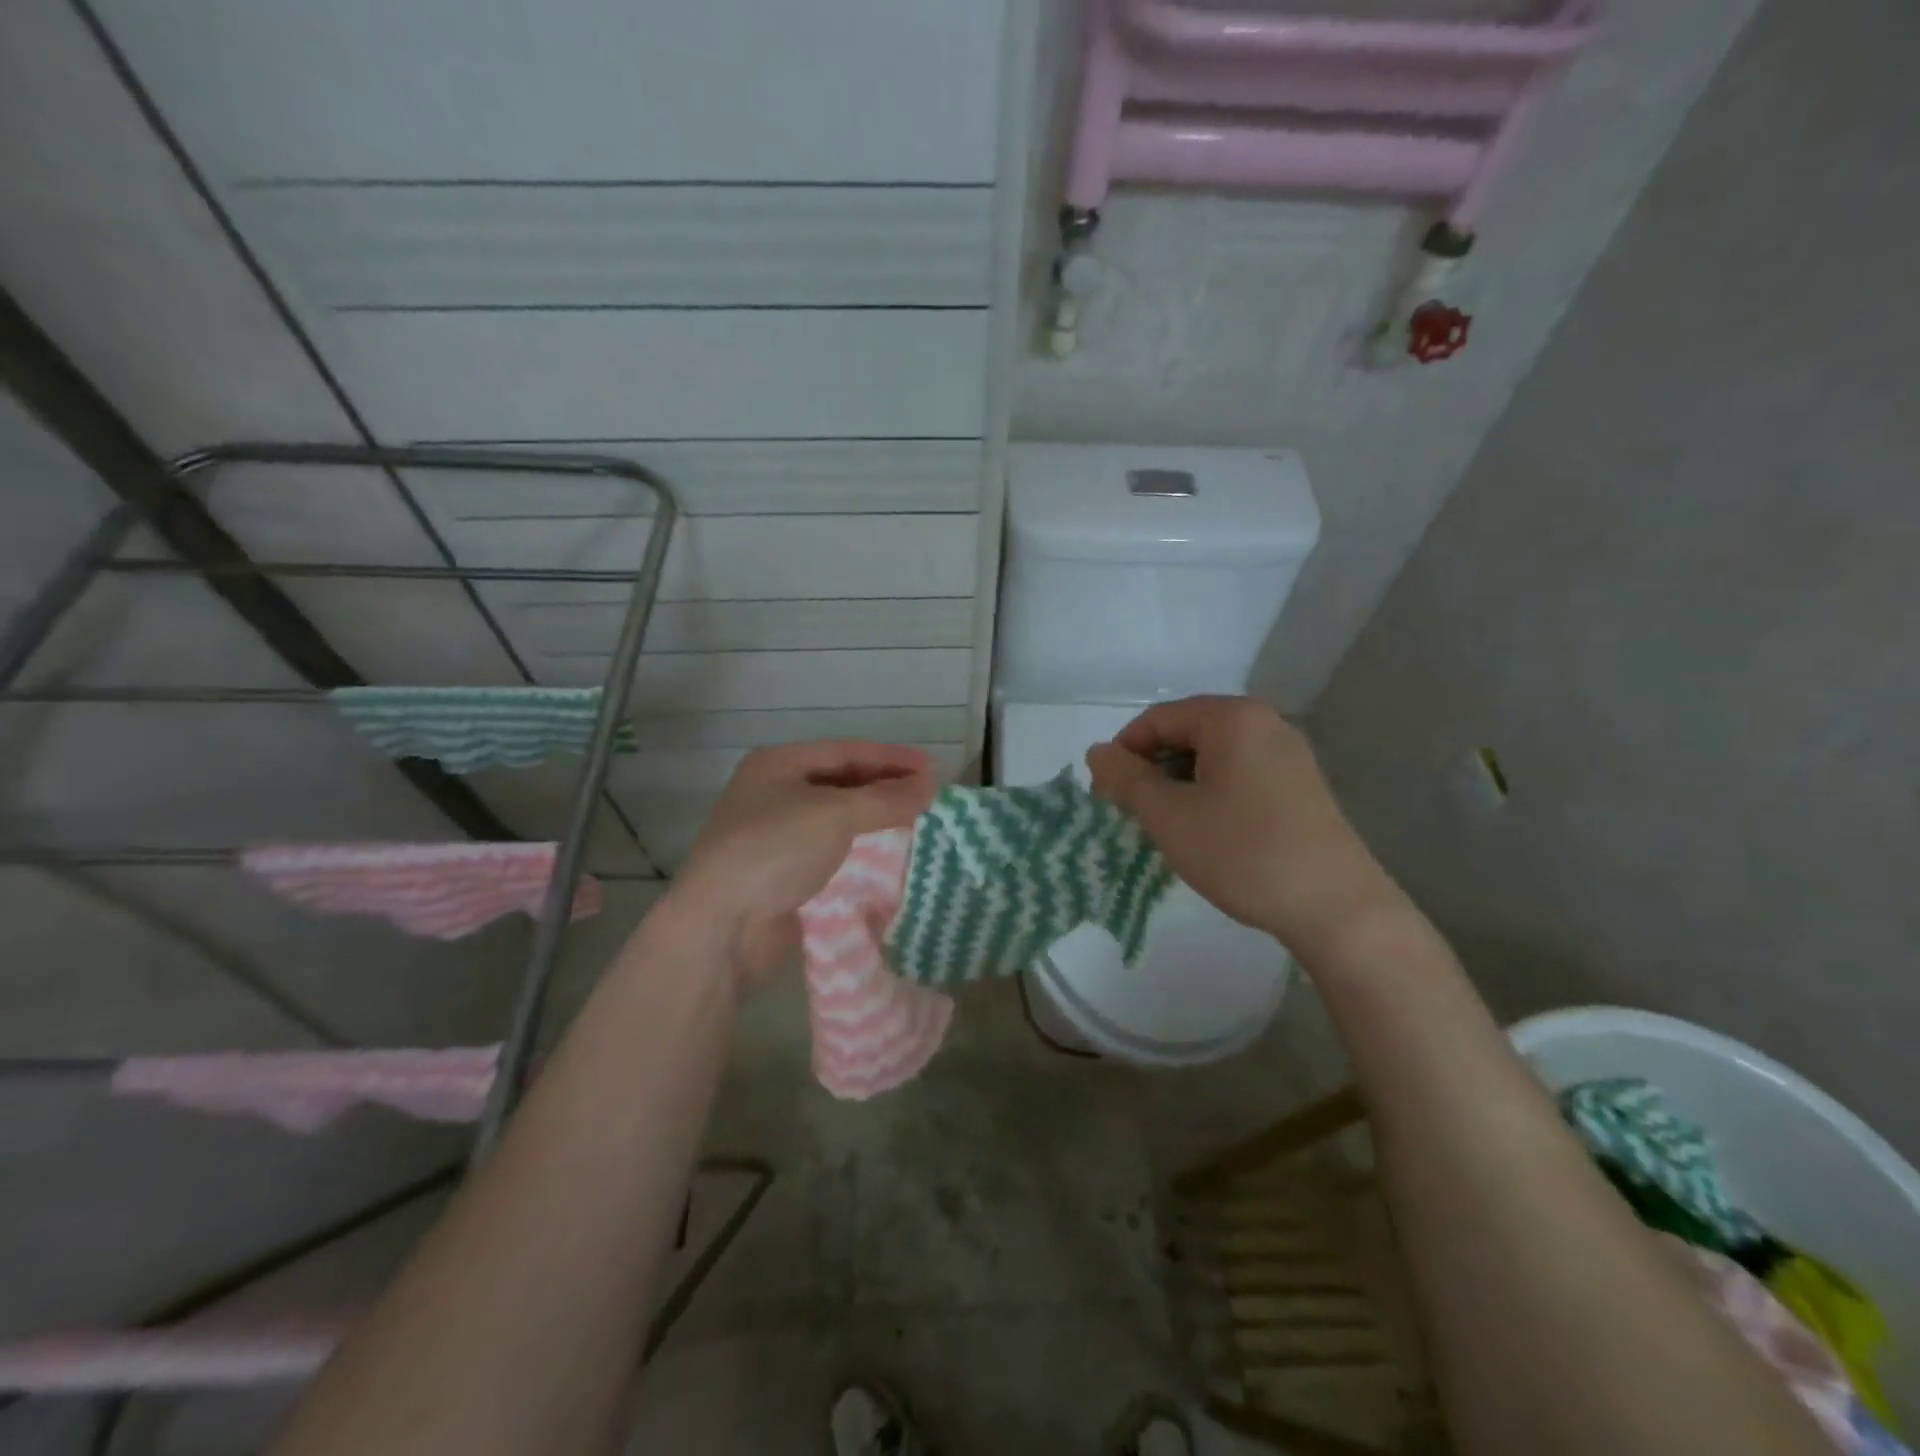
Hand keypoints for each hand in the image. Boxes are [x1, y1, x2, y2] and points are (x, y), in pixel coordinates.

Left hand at [667, 741, 939, 992]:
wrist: (723, 927)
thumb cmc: (775, 851)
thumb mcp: (835, 814)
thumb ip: (885, 799)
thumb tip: (930, 784)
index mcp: (778, 765)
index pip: (846, 751)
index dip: (891, 758)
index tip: (933, 769)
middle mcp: (774, 793)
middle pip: (842, 781)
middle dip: (885, 786)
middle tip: (929, 794)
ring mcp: (777, 835)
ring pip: (838, 817)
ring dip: (876, 817)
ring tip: (917, 820)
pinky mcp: (784, 872)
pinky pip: (832, 849)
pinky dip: (861, 847)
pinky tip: (888, 853)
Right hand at [1086, 696, 1399, 954]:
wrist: (1337, 908)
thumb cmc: (1243, 852)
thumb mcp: (1169, 816)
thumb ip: (1127, 778)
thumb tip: (1097, 752)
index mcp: (1233, 718)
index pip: (1157, 719)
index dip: (1123, 753)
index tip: (1105, 794)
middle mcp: (1265, 723)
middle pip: (1186, 734)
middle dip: (1151, 770)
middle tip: (1131, 813)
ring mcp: (1289, 755)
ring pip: (1212, 758)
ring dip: (1179, 785)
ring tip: (1166, 826)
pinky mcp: (1301, 786)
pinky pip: (1239, 775)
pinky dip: (1210, 795)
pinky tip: (1205, 832)